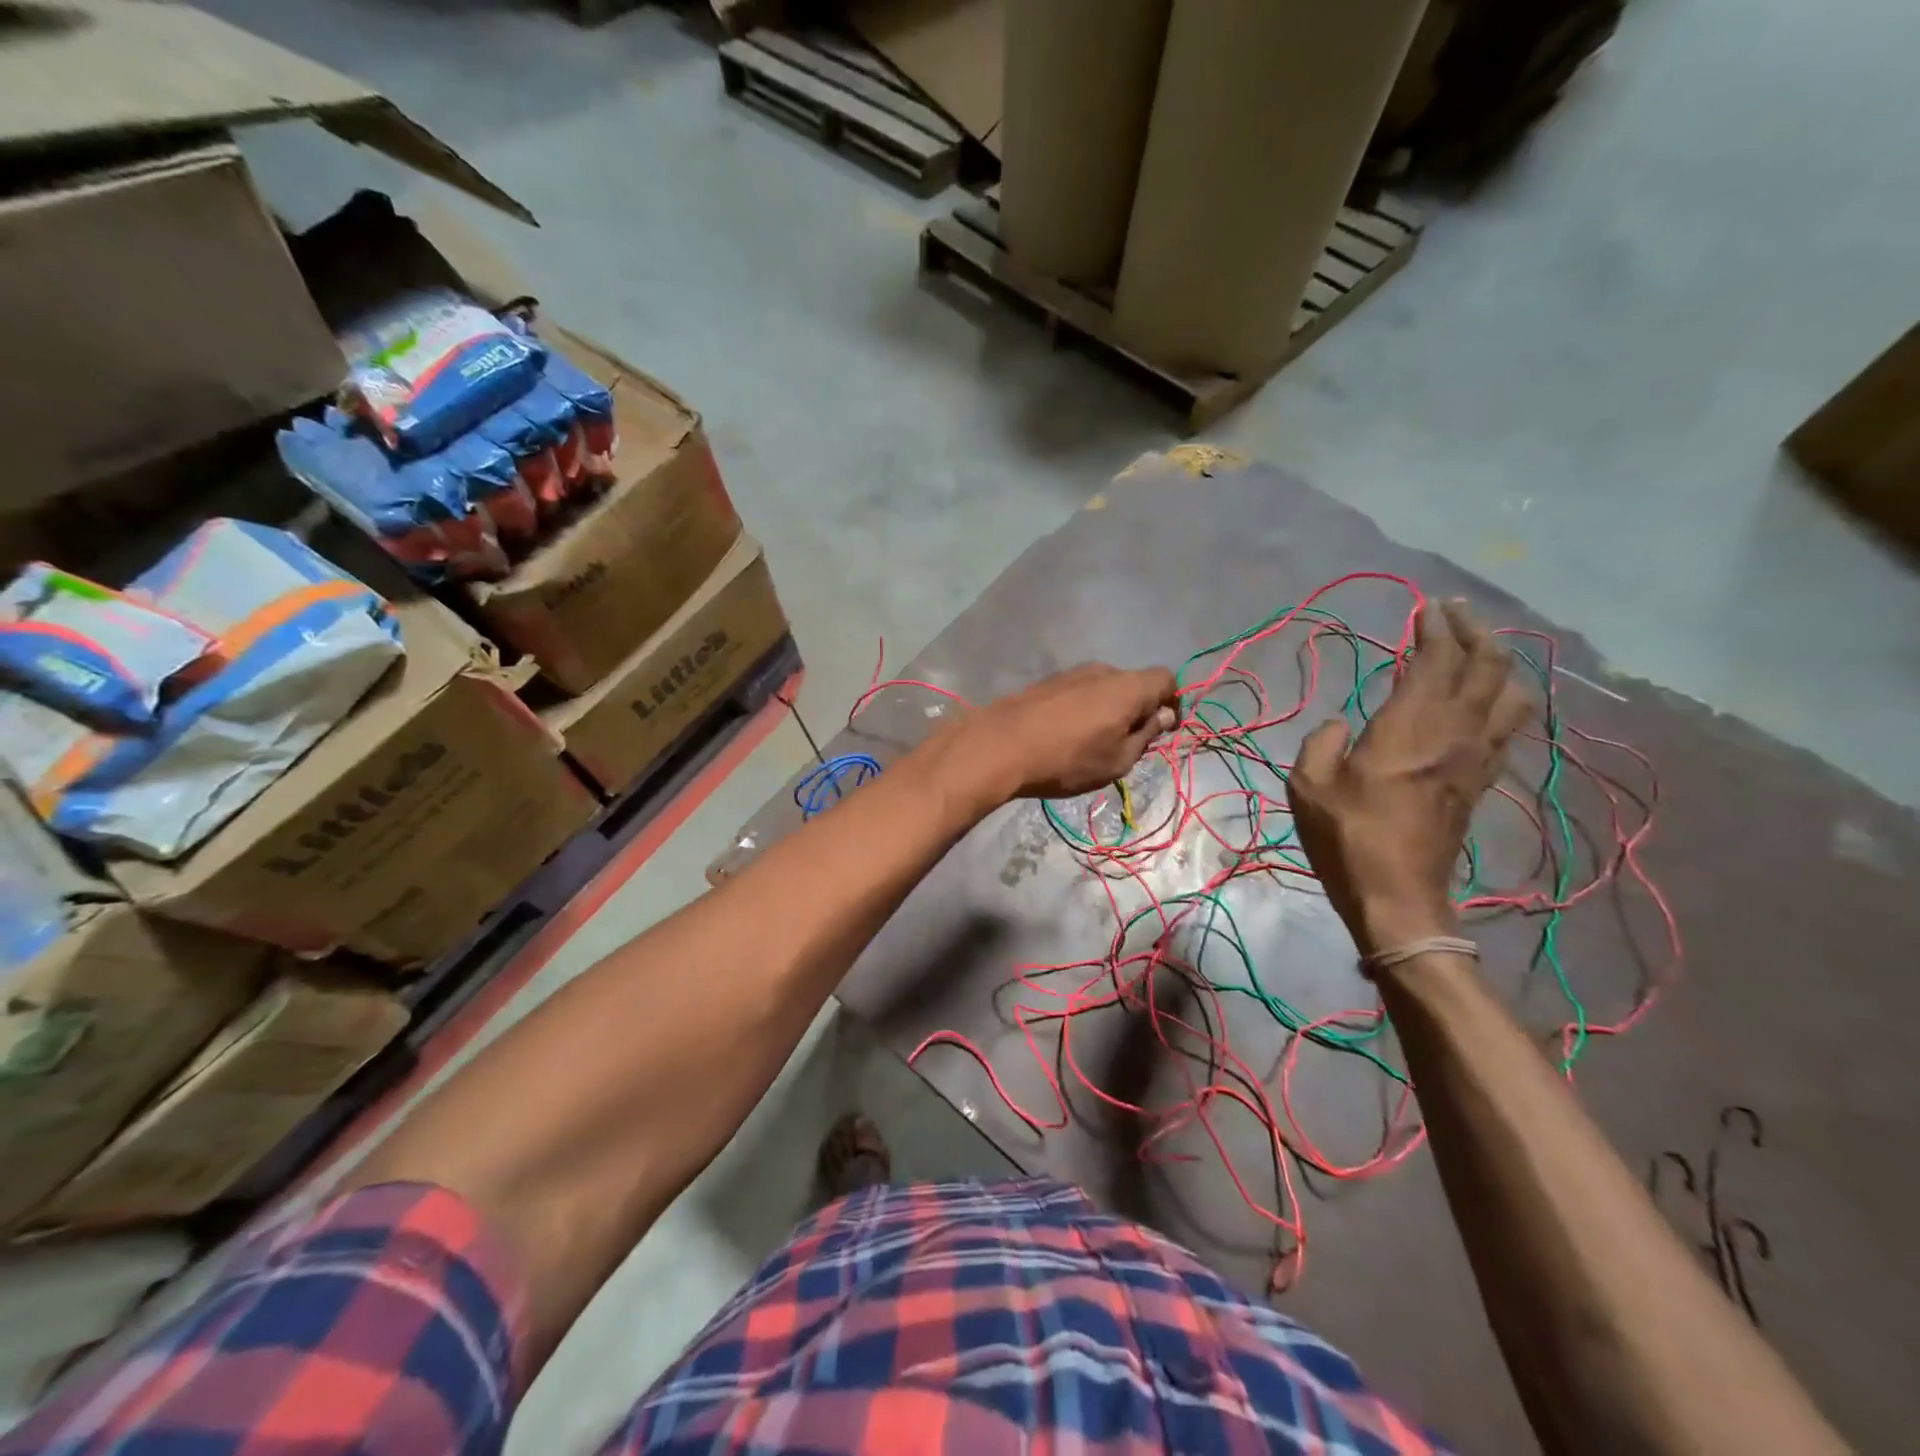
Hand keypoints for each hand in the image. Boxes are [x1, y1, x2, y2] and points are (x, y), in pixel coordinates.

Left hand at [957, 664, 1178, 802]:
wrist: (1000, 746)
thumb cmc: (1068, 759)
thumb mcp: (1118, 760)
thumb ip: (1146, 735)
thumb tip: (1162, 715)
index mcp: (1128, 686)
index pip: (1165, 679)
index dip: (1172, 702)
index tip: (1164, 729)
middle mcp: (1102, 671)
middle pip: (1133, 683)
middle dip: (1138, 709)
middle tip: (1129, 744)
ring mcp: (1071, 673)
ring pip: (1104, 688)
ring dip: (1109, 710)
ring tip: (1094, 744)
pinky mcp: (1046, 683)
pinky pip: (1079, 693)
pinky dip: (1084, 710)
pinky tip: (1067, 736)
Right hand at [1286, 600, 1530, 956]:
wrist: (1397, 894)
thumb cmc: (1346, 836)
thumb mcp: (1308, 785)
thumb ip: (1321, 742)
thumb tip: (1341, 725)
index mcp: (1408, 727)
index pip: (1436, 661)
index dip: (1434, 629)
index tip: (1426, 607)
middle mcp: (1453, 733)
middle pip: (1484, 667)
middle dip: (1473, 631)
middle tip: (1455, 612)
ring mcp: (1474, 758)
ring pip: (1509, 694)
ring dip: (1499, 662)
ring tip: (1481, 647)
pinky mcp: (1480, 781)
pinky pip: (1507, 727)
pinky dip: (1505, 699)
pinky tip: (1492, 696)